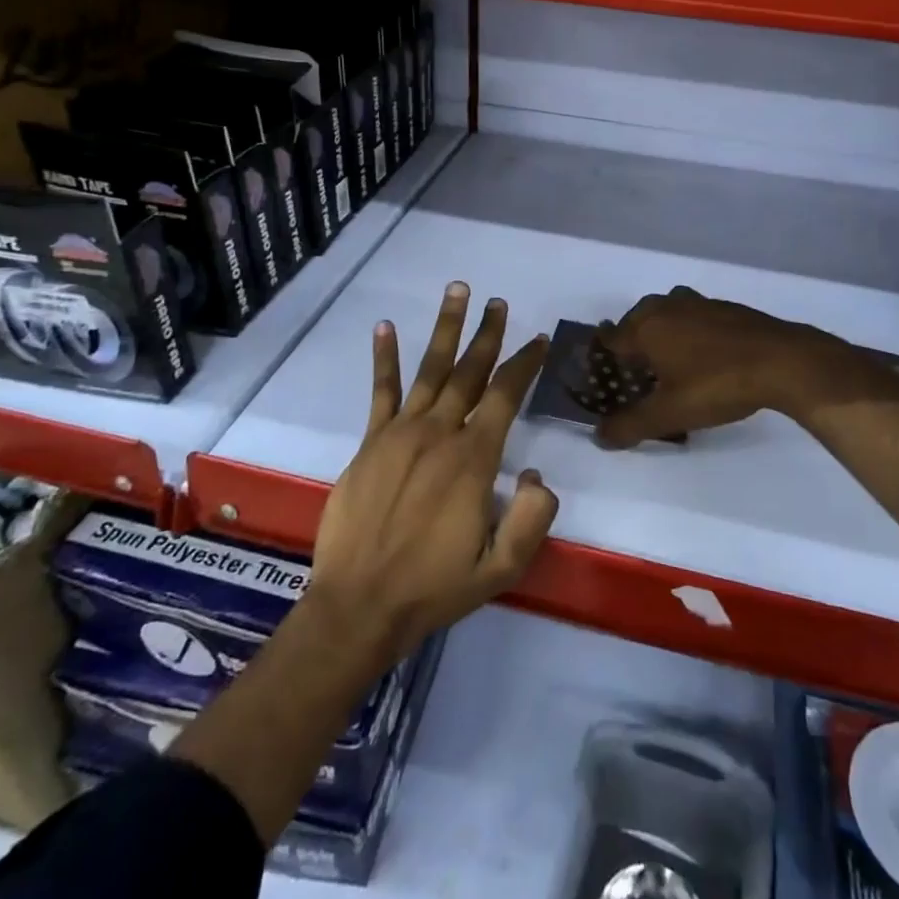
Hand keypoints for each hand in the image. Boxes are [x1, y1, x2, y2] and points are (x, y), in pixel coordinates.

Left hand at [309, 283, 556, 665]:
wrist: (359, 606)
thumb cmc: (434, 588)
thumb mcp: (500, 569)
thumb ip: (531, 519)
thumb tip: (538, 474)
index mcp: (473, 460)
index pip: (505, 396)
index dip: (524, 365)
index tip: (537, 340)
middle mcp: (439, 434)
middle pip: (470, 372)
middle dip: (488, 335)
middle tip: (499, 302)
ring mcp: (401, 433)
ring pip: (431, 370)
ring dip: (446, 329)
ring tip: (457, 291)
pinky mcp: (371, 442)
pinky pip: (381, 392)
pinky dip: (384, 358)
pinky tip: (385, 327)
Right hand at [592, 288, 898, 521]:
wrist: (781, 361)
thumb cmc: (717, 384)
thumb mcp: (670, 413)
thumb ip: (631, 425)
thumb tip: (599, 436)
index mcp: (646, 327)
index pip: (612, 337)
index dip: (604, 355)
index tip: (603, 372)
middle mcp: (667, 307)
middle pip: (637, 320)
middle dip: (632, 342)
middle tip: (635, 371)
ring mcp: (699, 303)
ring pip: (667, 313)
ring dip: (662, 332)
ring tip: (668, 360)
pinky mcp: (726, 308)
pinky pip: (694, 316)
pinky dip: (689, 331)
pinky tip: (703, 354)